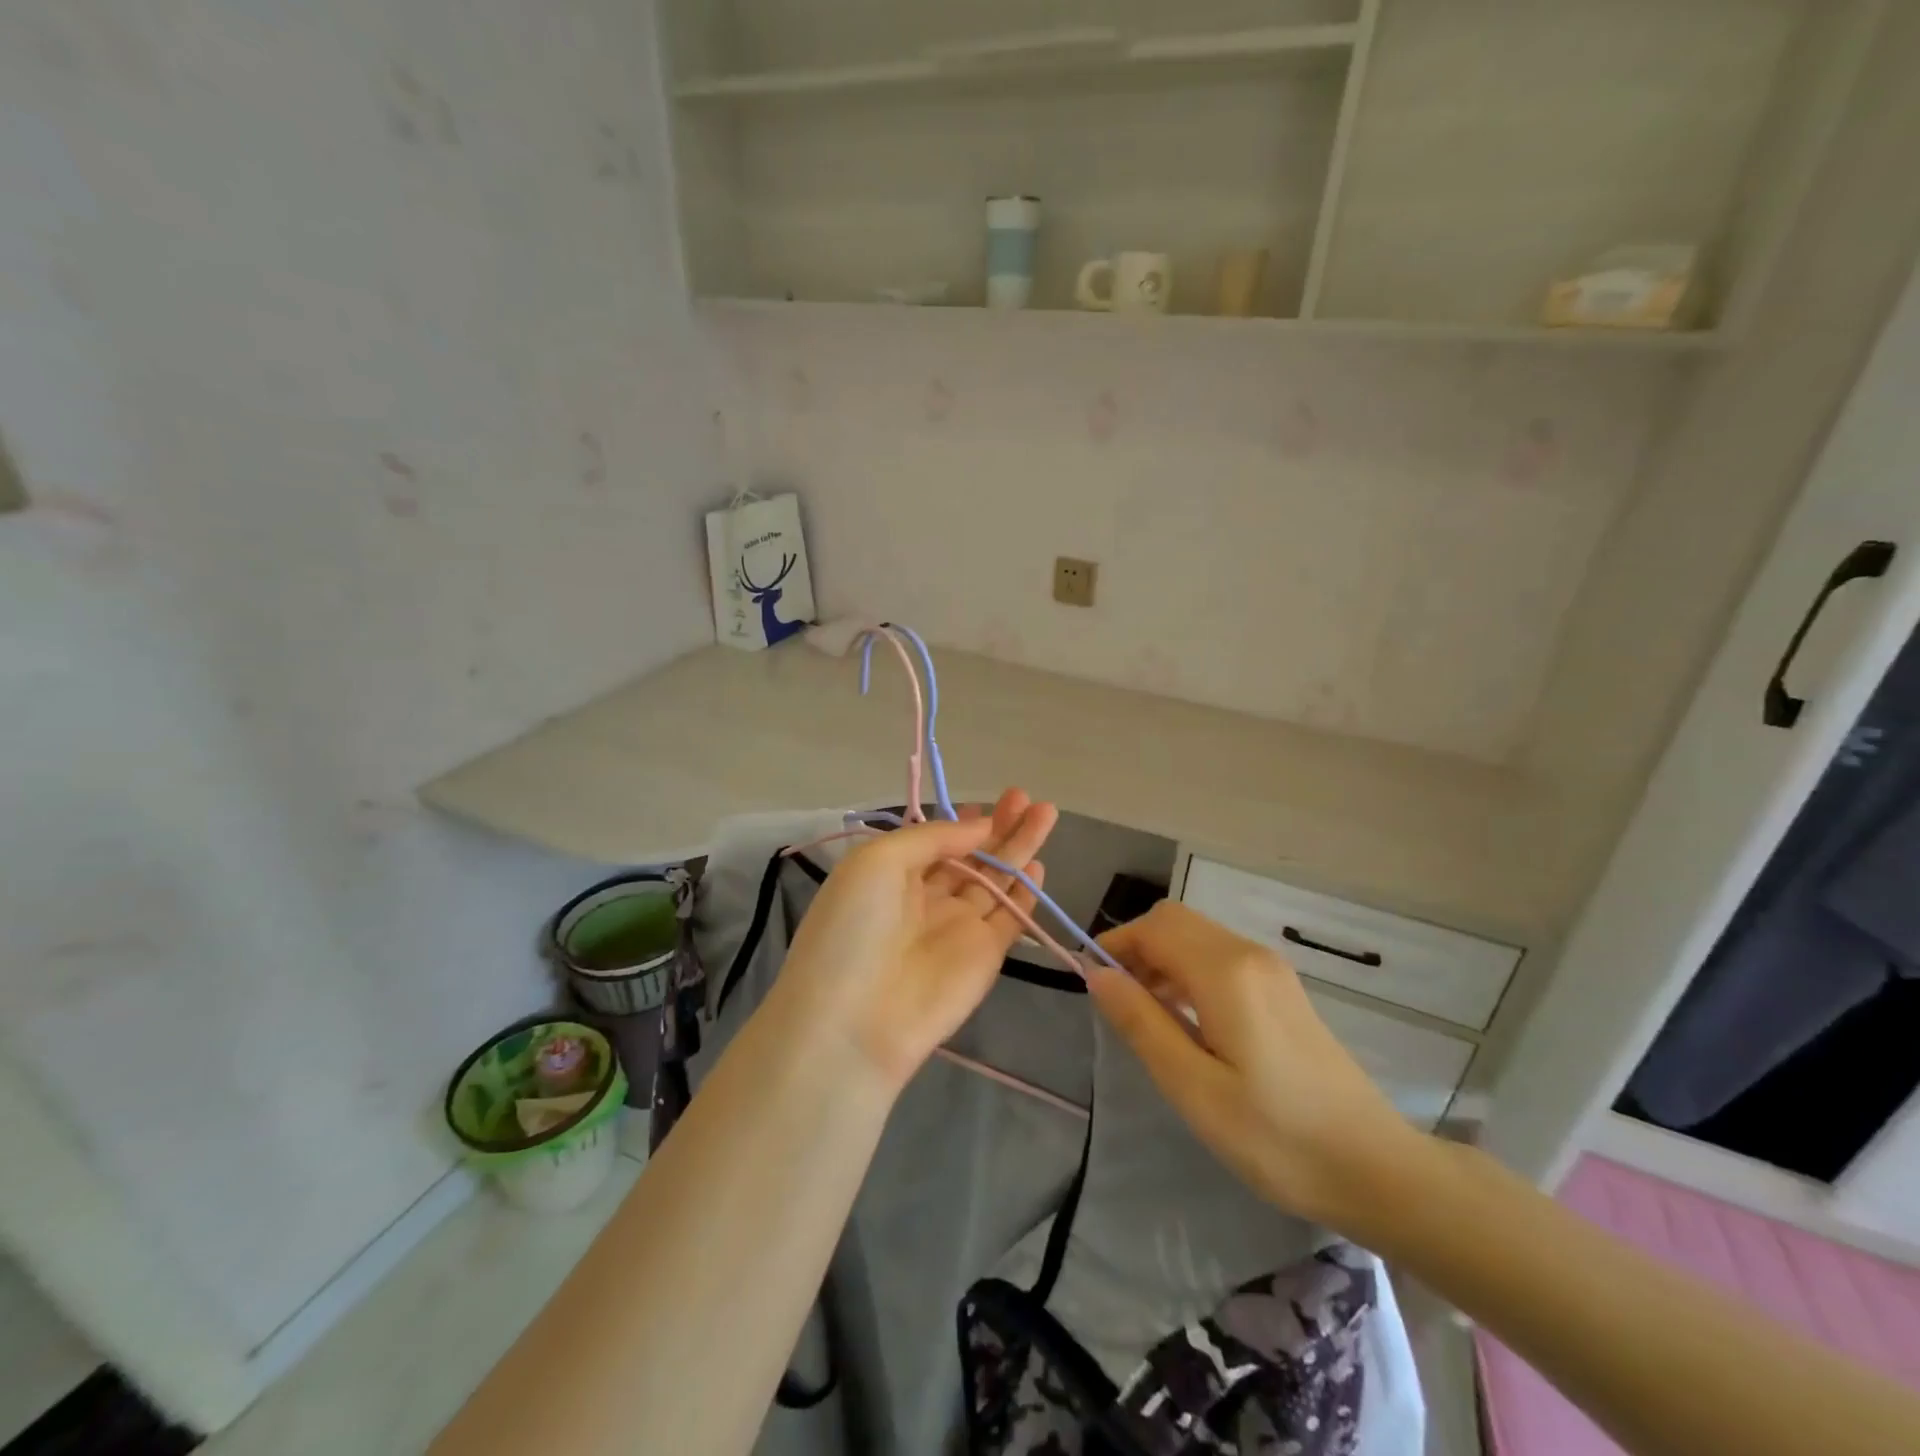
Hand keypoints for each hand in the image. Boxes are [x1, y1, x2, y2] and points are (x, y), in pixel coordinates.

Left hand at [773, 789, 1058, 1092]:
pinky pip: (1010, 918)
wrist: (855, 1020)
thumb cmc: (854, 927)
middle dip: (1000, 826)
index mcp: (892, 875)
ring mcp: (957, 928)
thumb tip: (979, 827)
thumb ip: (932, 838)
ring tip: (1046, 812)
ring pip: (995, 880)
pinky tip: (1040, 865)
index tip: (992, 801)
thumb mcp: (878, 861)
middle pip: (971, 856)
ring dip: (1019, 848)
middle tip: (1027, 797)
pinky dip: (1026, 894)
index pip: (936, 842)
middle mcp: (926, 899)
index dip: (964, 822)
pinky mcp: (985, 956)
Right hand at [1087, 900, 1422, 1230]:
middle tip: (1118, 1001)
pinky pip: (1220, 956)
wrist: (1376, 1169)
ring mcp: (1271, 969)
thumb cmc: (1276, 1137)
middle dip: (1136, 947)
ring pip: (1197, 936)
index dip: (1114, 943)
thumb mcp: (1194, 1088)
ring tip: (1146, 1014)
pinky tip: (1187, 1019)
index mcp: (1225, 972)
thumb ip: (1142, 1023)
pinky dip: (1189, 970)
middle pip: (1175, 921)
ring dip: (1161, 958)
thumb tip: (1097, 974)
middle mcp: (1249, 954)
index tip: (1089, 981)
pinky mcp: (1283, 988)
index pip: (1153, 927)